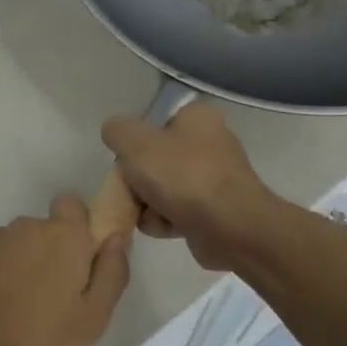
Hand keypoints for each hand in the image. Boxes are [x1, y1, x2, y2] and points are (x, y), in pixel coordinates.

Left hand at [0, 196, 130, 345]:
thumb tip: (119, 237)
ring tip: (15, 325)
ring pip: (13, 251)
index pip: (73, 205)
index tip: (82, 263)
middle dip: (49, 260)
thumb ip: (111, 275)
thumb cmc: (33, 339)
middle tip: (51, 308)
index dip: (80, 228)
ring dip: (18, 275)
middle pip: (44, 233)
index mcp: (62, 236)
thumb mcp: (90, 320)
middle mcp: (24, 228)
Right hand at [101, 103, 278, 269]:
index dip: (136, 140)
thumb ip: (116, 131)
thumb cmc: (183, 175)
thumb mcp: (134, 142)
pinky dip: (166, 220)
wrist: (231, 229)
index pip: (155, 120)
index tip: (127, 159)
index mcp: (198, 117)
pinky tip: (163, 227)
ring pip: (164, 187)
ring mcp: (215, 179)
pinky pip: (178, 211)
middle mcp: (211, 143)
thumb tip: (114, 133)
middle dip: (138, 178)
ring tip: (147, 213)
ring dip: (148, 203)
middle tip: (130, 189)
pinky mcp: (216, 211)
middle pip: (156, 157)